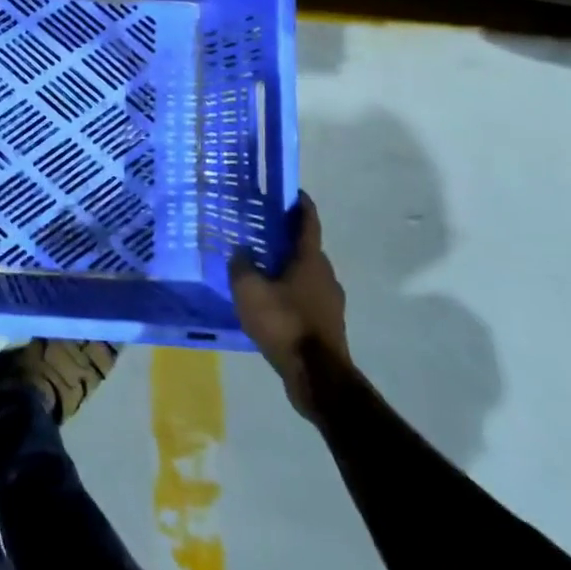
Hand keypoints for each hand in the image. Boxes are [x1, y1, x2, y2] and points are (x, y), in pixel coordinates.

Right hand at [231, 192, 350, 417]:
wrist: (318, 378)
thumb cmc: (284, 323)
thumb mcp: (249, 290)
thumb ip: (241, 266)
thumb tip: (240, 253)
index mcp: (310, 259)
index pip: (308, 221)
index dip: (299, 203)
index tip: (289, 191)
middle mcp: (325, 275)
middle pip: (305, 248)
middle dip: (284, 238)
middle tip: (258, 232)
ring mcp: (330, 302)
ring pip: (305, 275)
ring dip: (285, 268)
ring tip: (258, 270)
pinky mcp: (327, 325)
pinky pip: (305, 298)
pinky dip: (289, 293)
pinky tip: (268, 304)